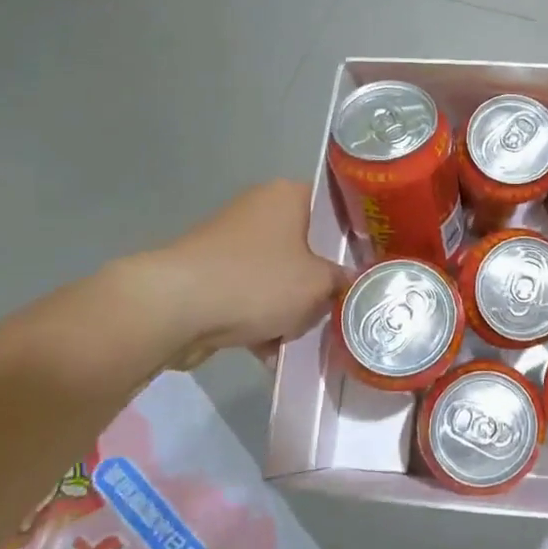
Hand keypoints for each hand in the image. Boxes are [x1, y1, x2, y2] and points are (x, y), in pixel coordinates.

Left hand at [131, 179, 348, 372]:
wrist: (173, 309)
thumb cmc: (256, 282)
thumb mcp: (317, 284)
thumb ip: (343, 281)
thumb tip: (352, 283)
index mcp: (289, 195)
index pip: (338, 206)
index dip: (360, 234)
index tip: (374, 262)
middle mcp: (261, 209)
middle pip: (310, 245)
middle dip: (324, 281)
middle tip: (344, 304)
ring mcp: (233, 242)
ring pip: (281, 274)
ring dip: (294, 307)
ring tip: (310, 338)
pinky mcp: (213, 274)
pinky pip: (252, 294)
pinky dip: (263, 320)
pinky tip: (275, 353)